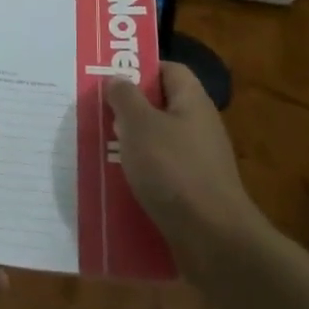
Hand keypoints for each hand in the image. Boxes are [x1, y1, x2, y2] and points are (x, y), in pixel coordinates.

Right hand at [109, 62, 261, 264]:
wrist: (214, 240)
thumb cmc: (174, 170)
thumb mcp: (140, 125)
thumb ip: (125, 97)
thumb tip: (117, 78)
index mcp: (192, 102)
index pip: (169, 70)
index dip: (141, 69)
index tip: (110, 78)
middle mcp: (199, 128)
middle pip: (160, 108)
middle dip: (127, 111)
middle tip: (95, 114)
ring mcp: (198, 163)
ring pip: (156, 144)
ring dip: (129, 147)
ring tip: (96, 150)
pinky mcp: (192, 194)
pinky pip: (160, 176)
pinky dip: (139, 178)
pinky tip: (114, 186)